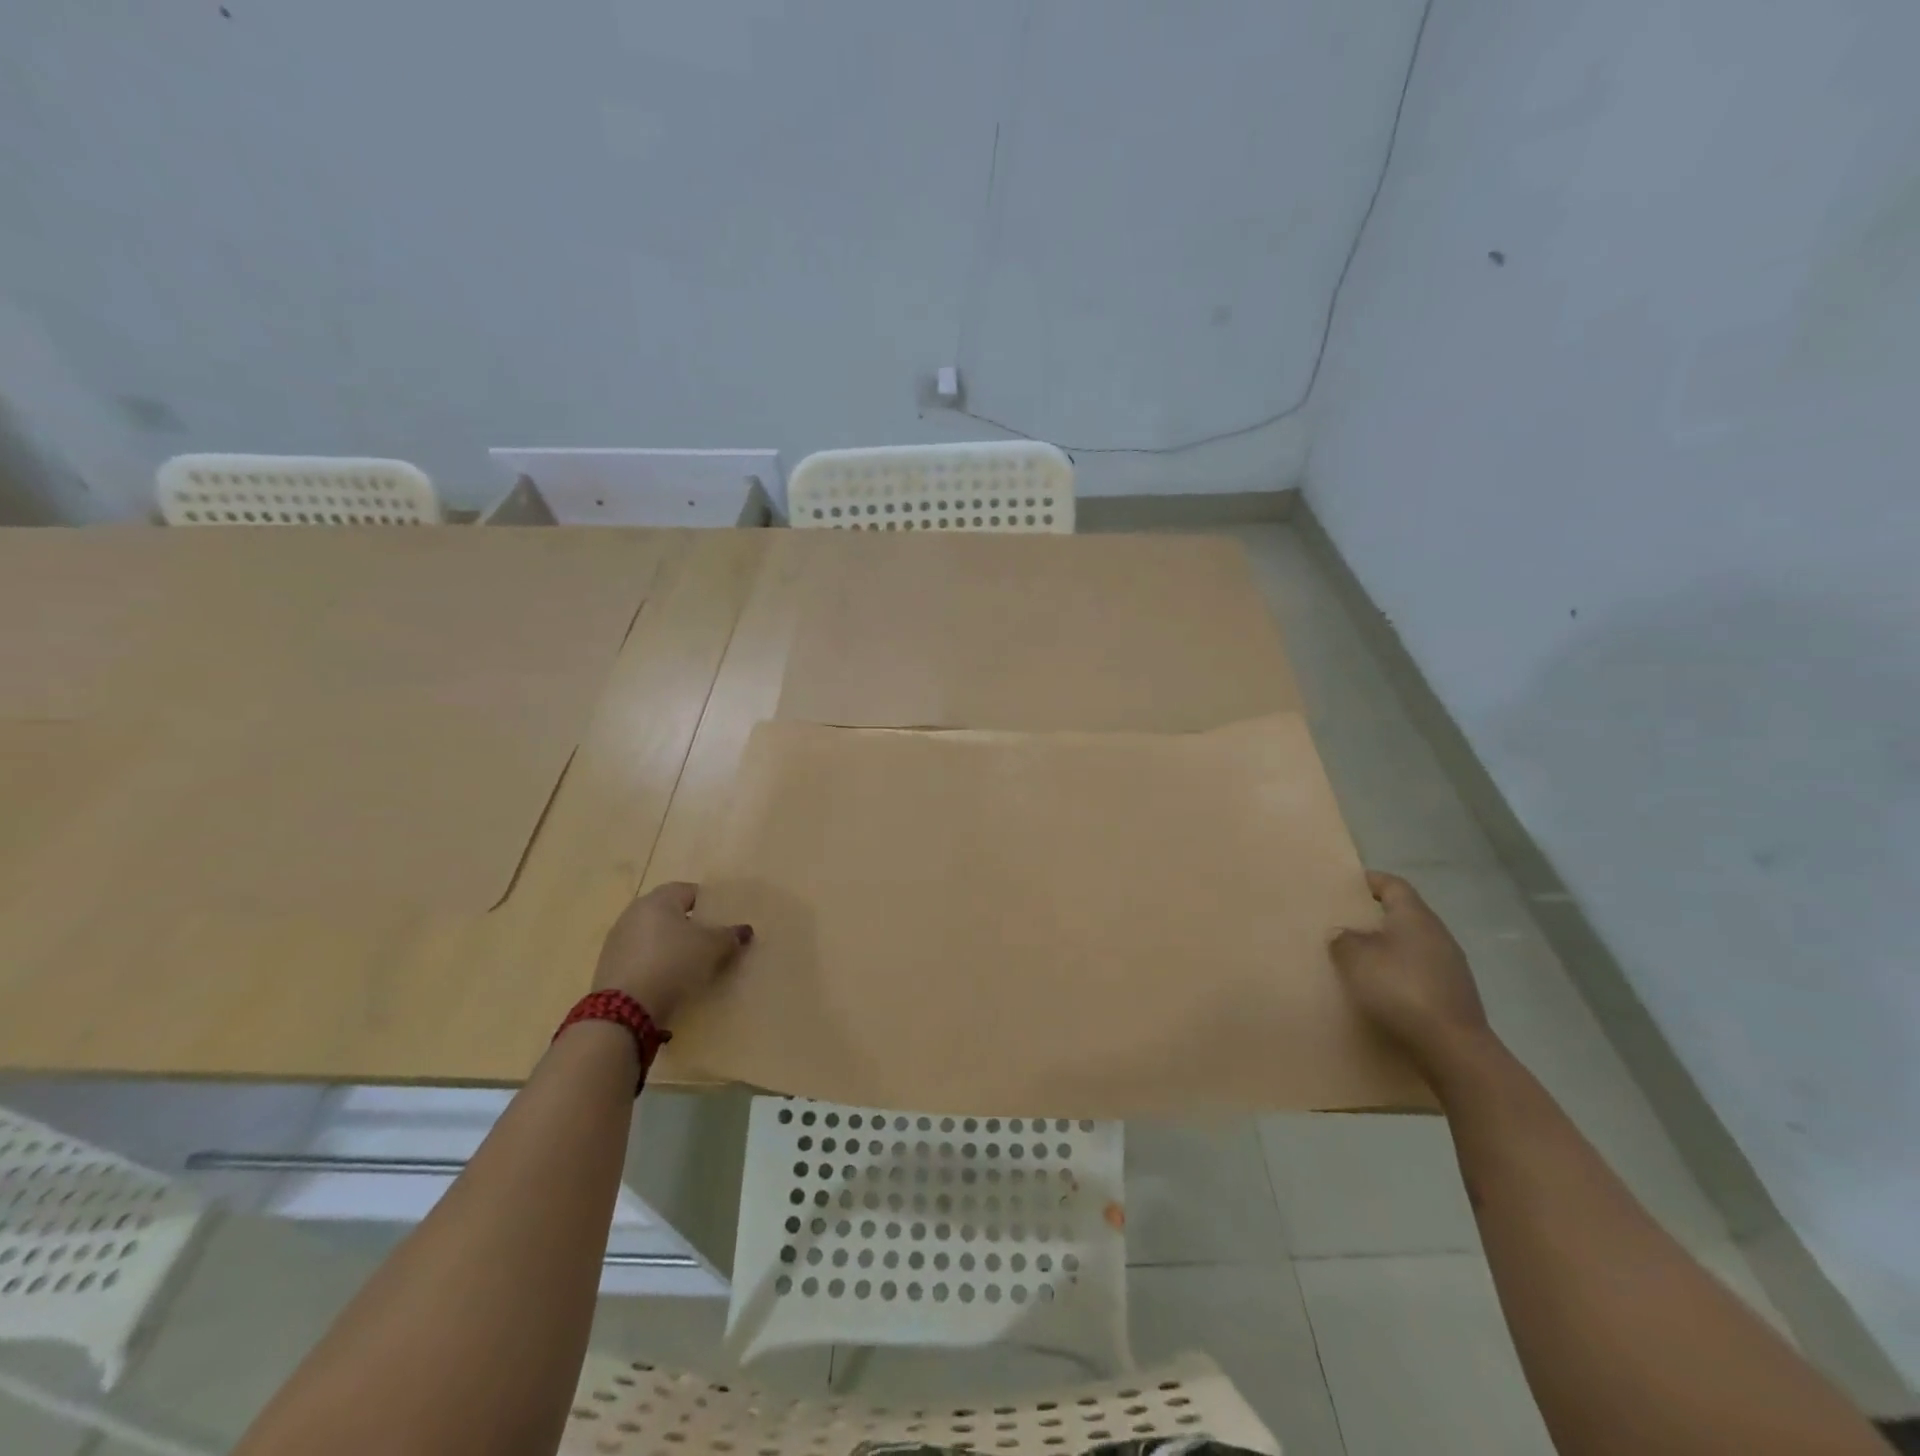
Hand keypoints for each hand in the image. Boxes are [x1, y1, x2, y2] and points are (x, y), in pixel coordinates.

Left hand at [592, 882, 751, 1025]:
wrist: (624, 1008)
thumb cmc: (672, 963)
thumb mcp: (711, 948)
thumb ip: (729, 936)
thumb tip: (745, 931)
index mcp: (659, 899)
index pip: (690, 890)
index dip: (709, 904)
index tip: (723, 921)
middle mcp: (635, 912)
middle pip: (670, 913)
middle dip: (690, 925)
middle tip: (711, 942)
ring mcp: (618, 938)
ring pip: (655, 935)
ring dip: (672, 945)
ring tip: (691, 964)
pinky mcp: (609, 964)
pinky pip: (642, 956)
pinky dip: (656, 963)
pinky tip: (668, 979)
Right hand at [1330, 871, 1491, 1075]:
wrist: (1453, 1047)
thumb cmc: (1401, 990)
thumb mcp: (1356, 959)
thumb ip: (1344, 940)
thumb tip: (1343, 933)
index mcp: (1415, 917)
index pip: (1393, 885)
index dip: (1371, 881)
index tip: (1347, 885)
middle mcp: (1437, 934)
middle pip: (1404, 914)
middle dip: (1376, 916)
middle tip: (1345, 923)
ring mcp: (1450, 965)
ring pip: (1412, 944)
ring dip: (1388, 947)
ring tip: (1359, 958)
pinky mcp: (1453, 993)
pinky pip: (1420, 970)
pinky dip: (1400, 972)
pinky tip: (1383, 988)